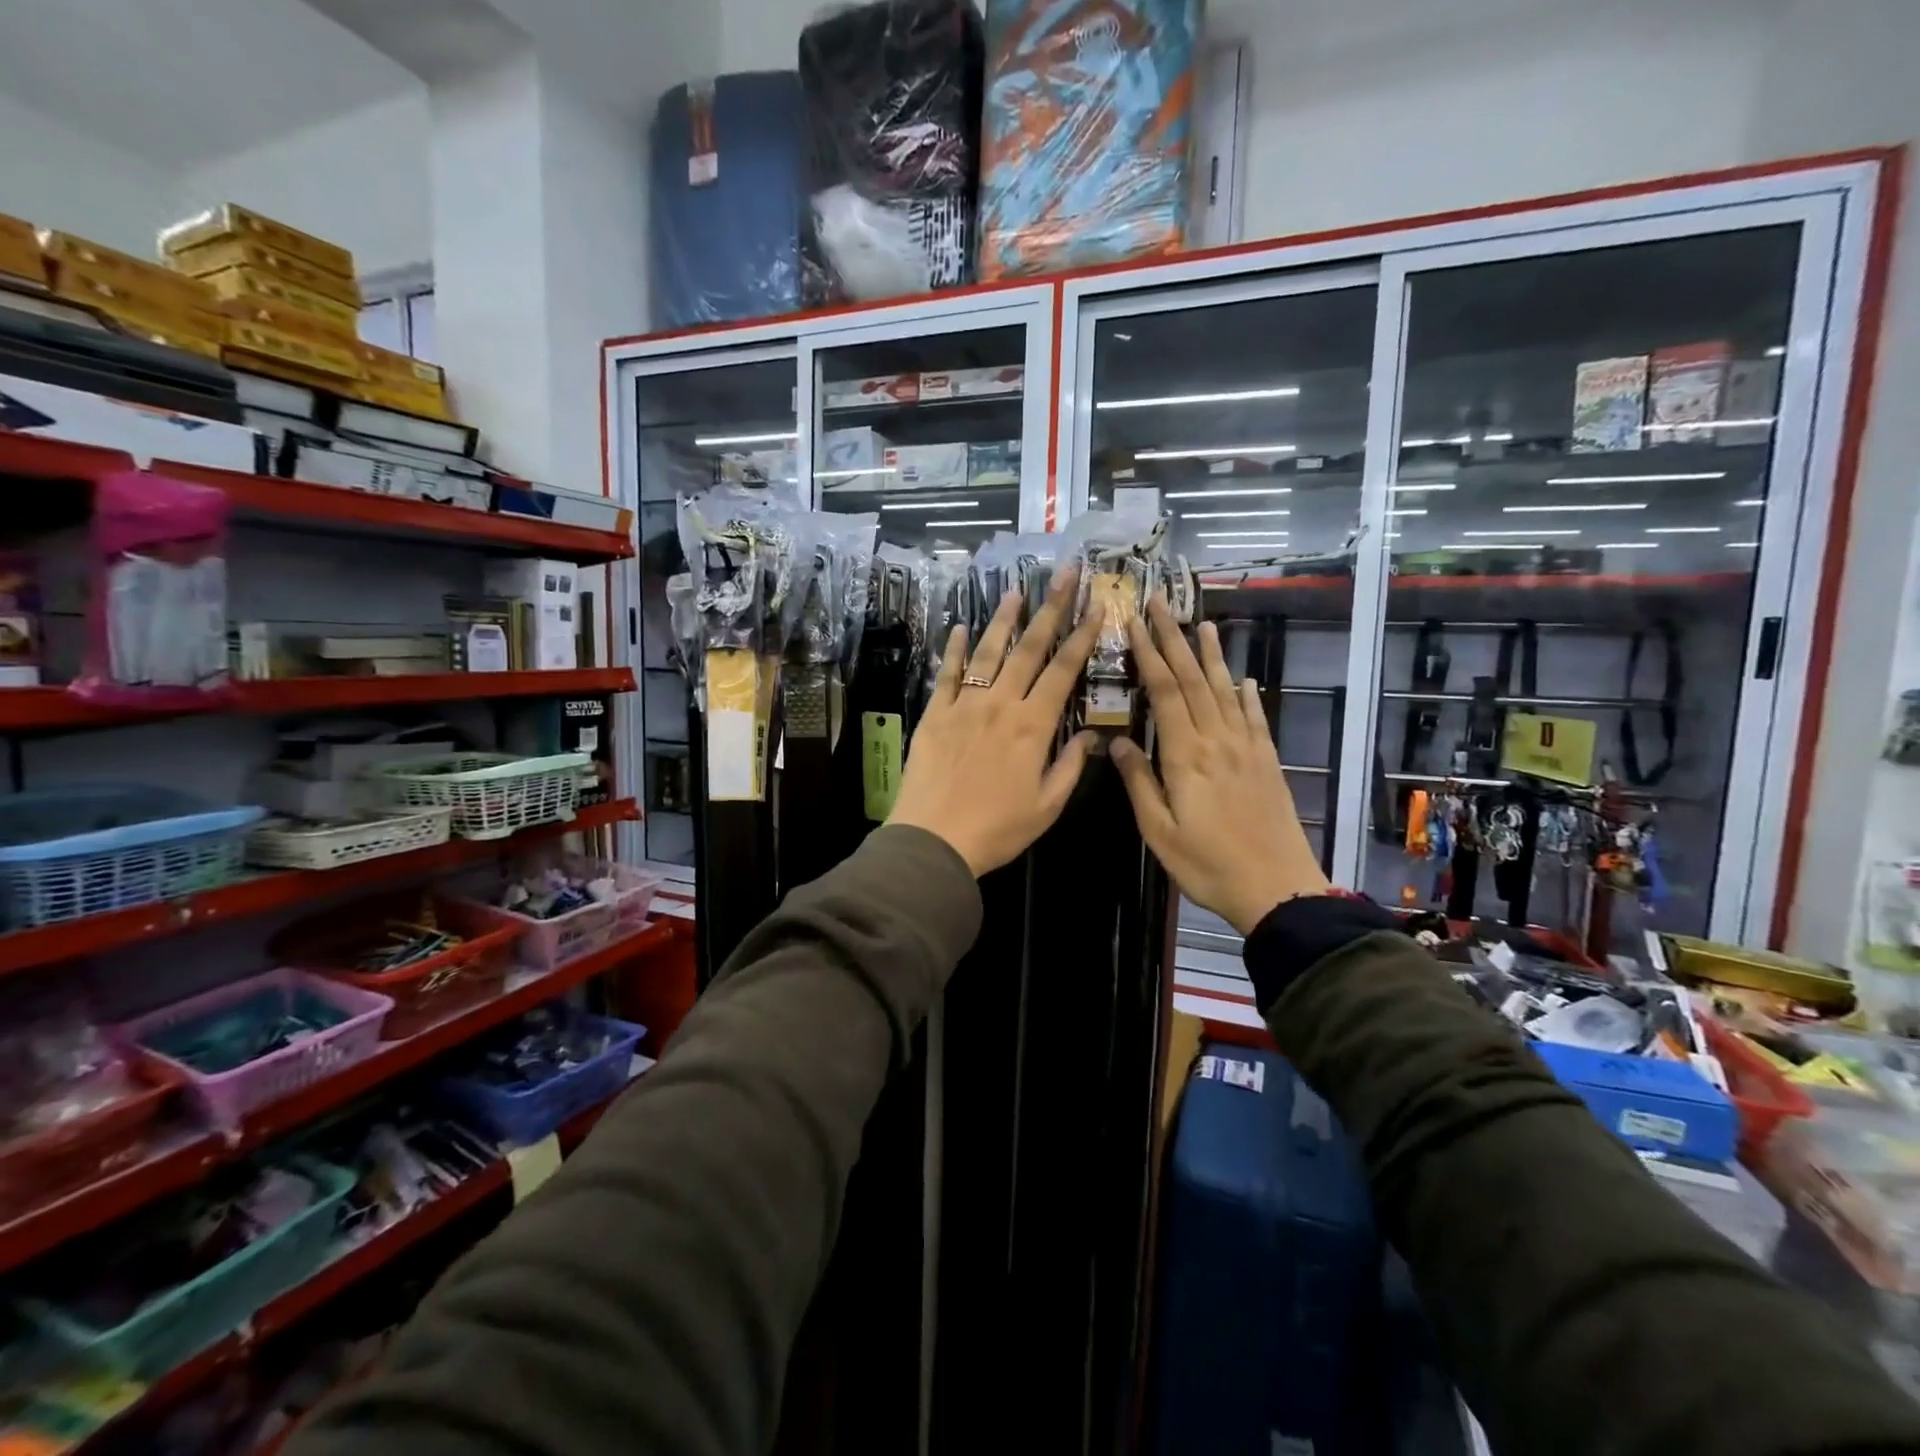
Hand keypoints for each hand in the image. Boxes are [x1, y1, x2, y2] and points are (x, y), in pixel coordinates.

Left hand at [887, 569, 1102, 876]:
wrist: (934, 840)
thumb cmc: (997, 829)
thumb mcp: (1047, 806)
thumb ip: (1069, 766)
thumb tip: (1089, 736)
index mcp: (1032, 726)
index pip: (1062, 671)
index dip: (1082, 636)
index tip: (1096, 606)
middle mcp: (1000, 704)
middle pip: (1029, 649)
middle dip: (1050, 609)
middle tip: (1064, 575)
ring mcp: (964, 705)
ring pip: (987, 652)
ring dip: (1003, 620)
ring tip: (1016, 590)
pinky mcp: (934, 714)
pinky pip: (946, 674)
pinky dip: (953, 650)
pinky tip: (958, 629)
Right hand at [1110, 596, 1329, 934]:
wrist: (1277, 888)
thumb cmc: (1207, 865)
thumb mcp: (1159, 831)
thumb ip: (1139, 782)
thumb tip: (1117, 742)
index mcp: (1186, 755)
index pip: (1165, 692)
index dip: (1149, 655)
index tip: (1134, 624)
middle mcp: (1217, 740)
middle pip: (1194, 680)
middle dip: (1174, 640)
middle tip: (1160, 606)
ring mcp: (1246, 748)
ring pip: (1224, 690)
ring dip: (1212, 655)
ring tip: (1203, 623)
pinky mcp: (1266, 761)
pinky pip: (1254, 717)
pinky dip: (1246, 693)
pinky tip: (1242, 678)